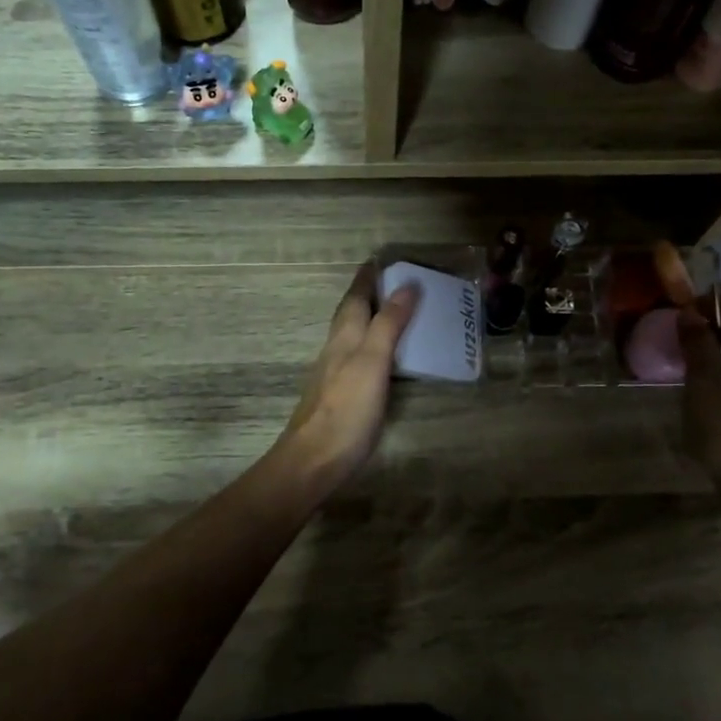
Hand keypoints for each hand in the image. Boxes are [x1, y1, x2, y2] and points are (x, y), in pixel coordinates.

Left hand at [272, 265, 419, 498]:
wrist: (313, 461)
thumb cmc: (346, 409)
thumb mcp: (372, 362)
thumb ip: (389, 324)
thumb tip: (407, 285)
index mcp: (344, 337)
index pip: (355, 297)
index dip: (367, 278)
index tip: (381, 259)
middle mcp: (335, 350)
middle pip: (350, 314)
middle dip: (368, 295)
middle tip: (394, 282)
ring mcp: (334, 374)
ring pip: (351, 336)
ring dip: (370, 320)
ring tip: (393, 313)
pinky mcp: (338, 396)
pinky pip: (357, 358)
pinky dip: (371, 347)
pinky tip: (381, 358)